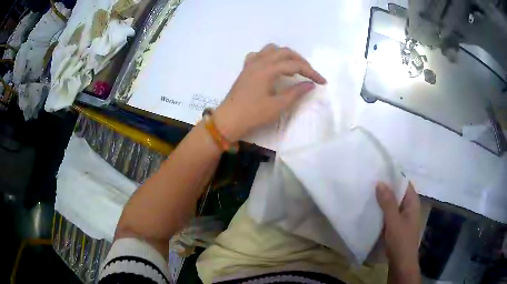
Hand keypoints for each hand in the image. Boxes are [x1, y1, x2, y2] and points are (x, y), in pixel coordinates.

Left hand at [214, 43, 325, 141]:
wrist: (229, 120)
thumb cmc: (253, 114)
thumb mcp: (278, 105)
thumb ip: (296, 92)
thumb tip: (310, 84)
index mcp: (268, 69)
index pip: (295, 65)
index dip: (311, 72)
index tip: (322, 82)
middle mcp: (260, 61)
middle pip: (285, 52)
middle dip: (300, 61)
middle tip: (310, 74)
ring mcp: (251, 64)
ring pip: (272, 49)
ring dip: (285, 55)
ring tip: (293, 68)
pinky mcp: (246, 69)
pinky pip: (259, 55)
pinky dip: (270, 56)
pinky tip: (272, 66)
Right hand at [376, 182, 421, 283]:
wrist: (401, 262)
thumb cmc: (400, 240)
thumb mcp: (393, 220)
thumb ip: (388, 202)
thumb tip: (380, 182)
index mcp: (412, 202)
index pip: (404, 183)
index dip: (393, 177)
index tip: (379, 172)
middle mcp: (409, 207)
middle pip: (398, 193)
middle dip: (386, 188)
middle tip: (370, 182)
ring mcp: (404, 217)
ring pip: (393, 204)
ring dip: (383, 200)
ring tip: (369, 194)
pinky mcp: (397, 226)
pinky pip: (390, 213)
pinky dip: (383, 211)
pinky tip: (372, 210)